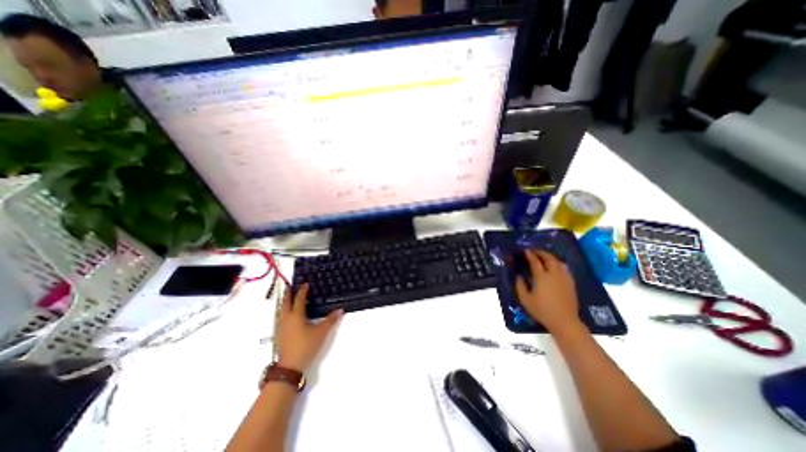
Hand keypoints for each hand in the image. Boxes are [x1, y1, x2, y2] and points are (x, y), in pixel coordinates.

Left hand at [276, 284, 341, 371]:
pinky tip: (286, 316)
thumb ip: (330, 320)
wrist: (289, 367)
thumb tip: (340, 310)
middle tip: (289, 286)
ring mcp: (280, 327)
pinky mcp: (278, 335)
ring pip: (281, 310)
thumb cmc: (306, 346)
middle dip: (288, 294)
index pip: (299, 299)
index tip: (305, 283)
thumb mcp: (321, 332)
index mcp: (296, 315)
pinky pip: (280, 318)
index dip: (302, 290)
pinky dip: (283, 312)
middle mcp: (286, 319)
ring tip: (288, 298)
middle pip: (285, 303)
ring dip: (284, 302)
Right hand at [517, 251, 579, 330]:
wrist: (564, 321)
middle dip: (541, 253)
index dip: (530, 255)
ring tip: (544, 257)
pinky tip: (555, 267)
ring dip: (550, 257)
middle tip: (535, 251)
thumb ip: (520, 286)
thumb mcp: (525, 299)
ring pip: (558, 262)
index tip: (526, 251)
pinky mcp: (571, 283)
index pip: (535, 262)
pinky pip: (565, 269)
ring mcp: (564, 278)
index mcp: (542, 277)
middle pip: (549, 258)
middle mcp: (554, 274)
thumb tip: (519, 276)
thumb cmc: (542, 310)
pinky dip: (558, 264)